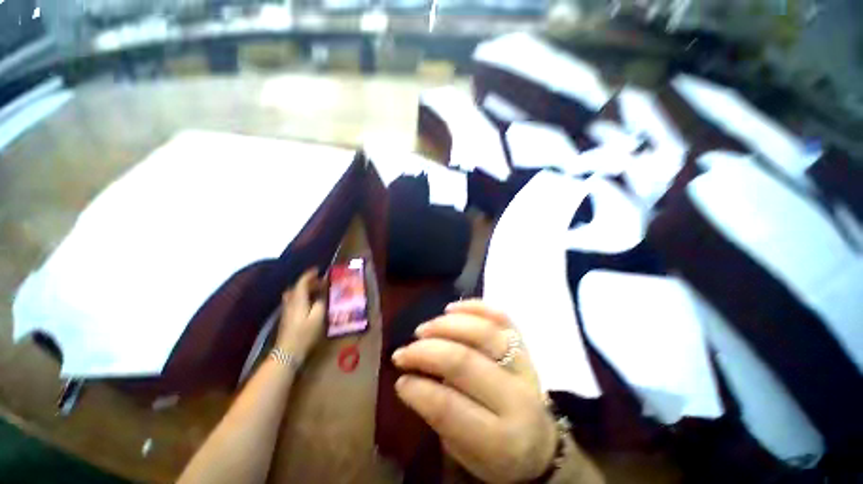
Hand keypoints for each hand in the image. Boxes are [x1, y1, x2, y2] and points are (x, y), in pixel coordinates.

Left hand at [277, 269, 324, 360]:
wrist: (288, 351)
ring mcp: (287, 310)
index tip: (318, 269)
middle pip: (297, 287)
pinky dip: (302, 296)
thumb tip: (322, 295)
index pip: (302, 282)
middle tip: (320, 280)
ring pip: (294, 294)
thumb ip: (321, 303)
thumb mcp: (318, 317)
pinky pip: (294, 300)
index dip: (309, 275)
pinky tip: (310, 301)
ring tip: (316, 289)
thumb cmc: (305, 333)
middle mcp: (290, 302)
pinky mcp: (287, 317)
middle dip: (308, 281)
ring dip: (304, 289)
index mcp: (298, 300)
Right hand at [392, 299, 557, 483]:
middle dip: (426, 352)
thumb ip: (439, 415)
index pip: (450, 407)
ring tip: (424, 329)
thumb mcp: (465, 452)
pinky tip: (451, 309)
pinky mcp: (525, 345)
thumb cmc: (496, 454)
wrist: (540, 443)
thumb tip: (410, 378)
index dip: (418, 389)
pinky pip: (502, 317)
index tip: (398, 377)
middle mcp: (517, 397)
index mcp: (501, 439)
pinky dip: (475, 308)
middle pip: (465, 362)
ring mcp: (525, 365)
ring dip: (447, 326)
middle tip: (404, 350)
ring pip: (483, 333)